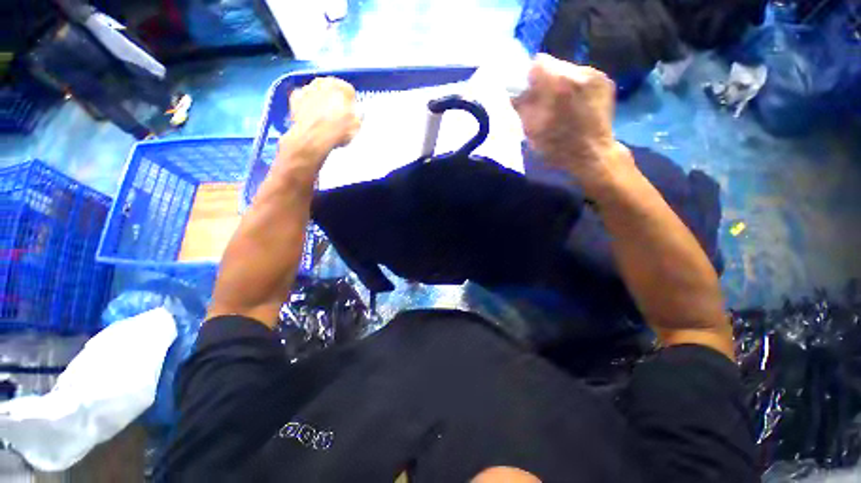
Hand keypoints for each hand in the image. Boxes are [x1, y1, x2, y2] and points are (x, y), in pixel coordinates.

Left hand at [280, 77, 360, 170]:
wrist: (313, 138)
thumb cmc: (335, 131)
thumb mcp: (356, 126)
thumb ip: (358, 116)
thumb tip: (358, 114)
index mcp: (341, 87)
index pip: (349, 91)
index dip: (351, 103)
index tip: (350, 112)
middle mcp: (323, 83)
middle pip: (331, 90)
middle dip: (334, 101)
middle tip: (337, 117)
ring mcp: (307, 89)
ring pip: (317, 94)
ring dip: (320, 104)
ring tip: (325, 121)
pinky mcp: (295, 98)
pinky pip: (304, 101)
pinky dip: (307, 108)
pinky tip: (312, 120)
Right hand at [512, 54, 630, 194]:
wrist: (593, 154)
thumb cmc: (558, 146)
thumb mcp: (531, 129)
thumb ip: (521, 105)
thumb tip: (514, 91)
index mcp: (559, 83)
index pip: (538, 63)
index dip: (530, 78)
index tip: (530, 94)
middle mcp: (580, 71)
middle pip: (555, 65)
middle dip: (546, 81)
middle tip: (544, 102)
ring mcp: (597, 75)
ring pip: (569, 70)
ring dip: (561, 85)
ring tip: (561, 106)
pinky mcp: (606, 81)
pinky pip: (583, 77)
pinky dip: (575, 88)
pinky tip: (576, 106)